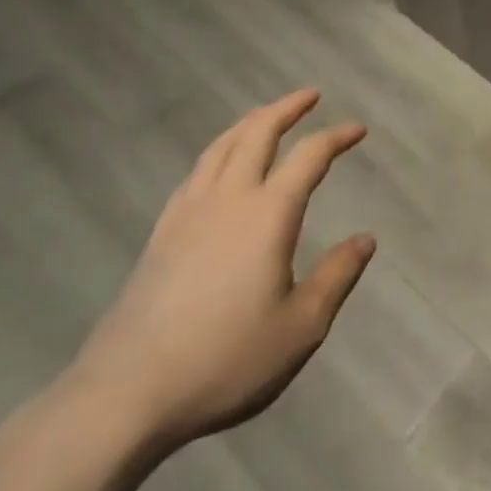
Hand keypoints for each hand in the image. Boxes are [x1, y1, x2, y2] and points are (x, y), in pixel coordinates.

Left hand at [64, 89, 374, 448]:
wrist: (124, 395)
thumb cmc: (224, 360)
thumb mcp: (300, 327)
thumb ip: (337, 276)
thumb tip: (366, 239)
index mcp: (268, 214)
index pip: (309, 156)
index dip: (336, 137)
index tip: (358, 129)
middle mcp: (228, 199)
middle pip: (258, 133)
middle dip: (287, 108)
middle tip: (310, 95)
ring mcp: (187, 213)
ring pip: (221, 146)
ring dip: (250, 122)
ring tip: (266, 116)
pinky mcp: (160, 235)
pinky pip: (196, 172)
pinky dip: (218, 152)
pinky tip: (219, 167)